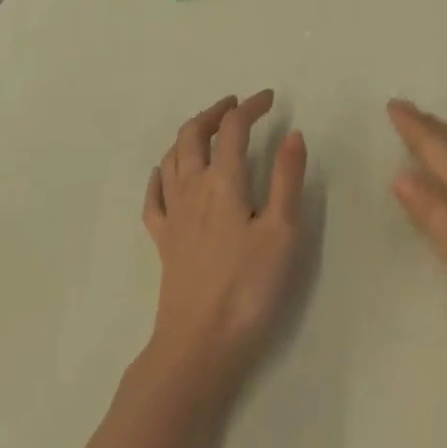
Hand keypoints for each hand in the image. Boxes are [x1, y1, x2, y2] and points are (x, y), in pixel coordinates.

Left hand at [141, 91, 307, 397]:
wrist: (197, 348)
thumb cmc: (248, 289)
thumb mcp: (282, 232)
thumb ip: (287, 179)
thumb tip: (292, 133)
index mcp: (224, 181)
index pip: (234, 127)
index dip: (251, 106)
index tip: (270, 99)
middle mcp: (193, 188)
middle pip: (194, 133)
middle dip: (215, 112)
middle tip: (235, 105)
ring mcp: (173, 214)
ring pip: (172, 157)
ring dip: (189, 134)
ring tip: (208, 129)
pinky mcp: (162, 241)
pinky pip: (154, 197)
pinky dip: (160, 174)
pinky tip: (164, 172)